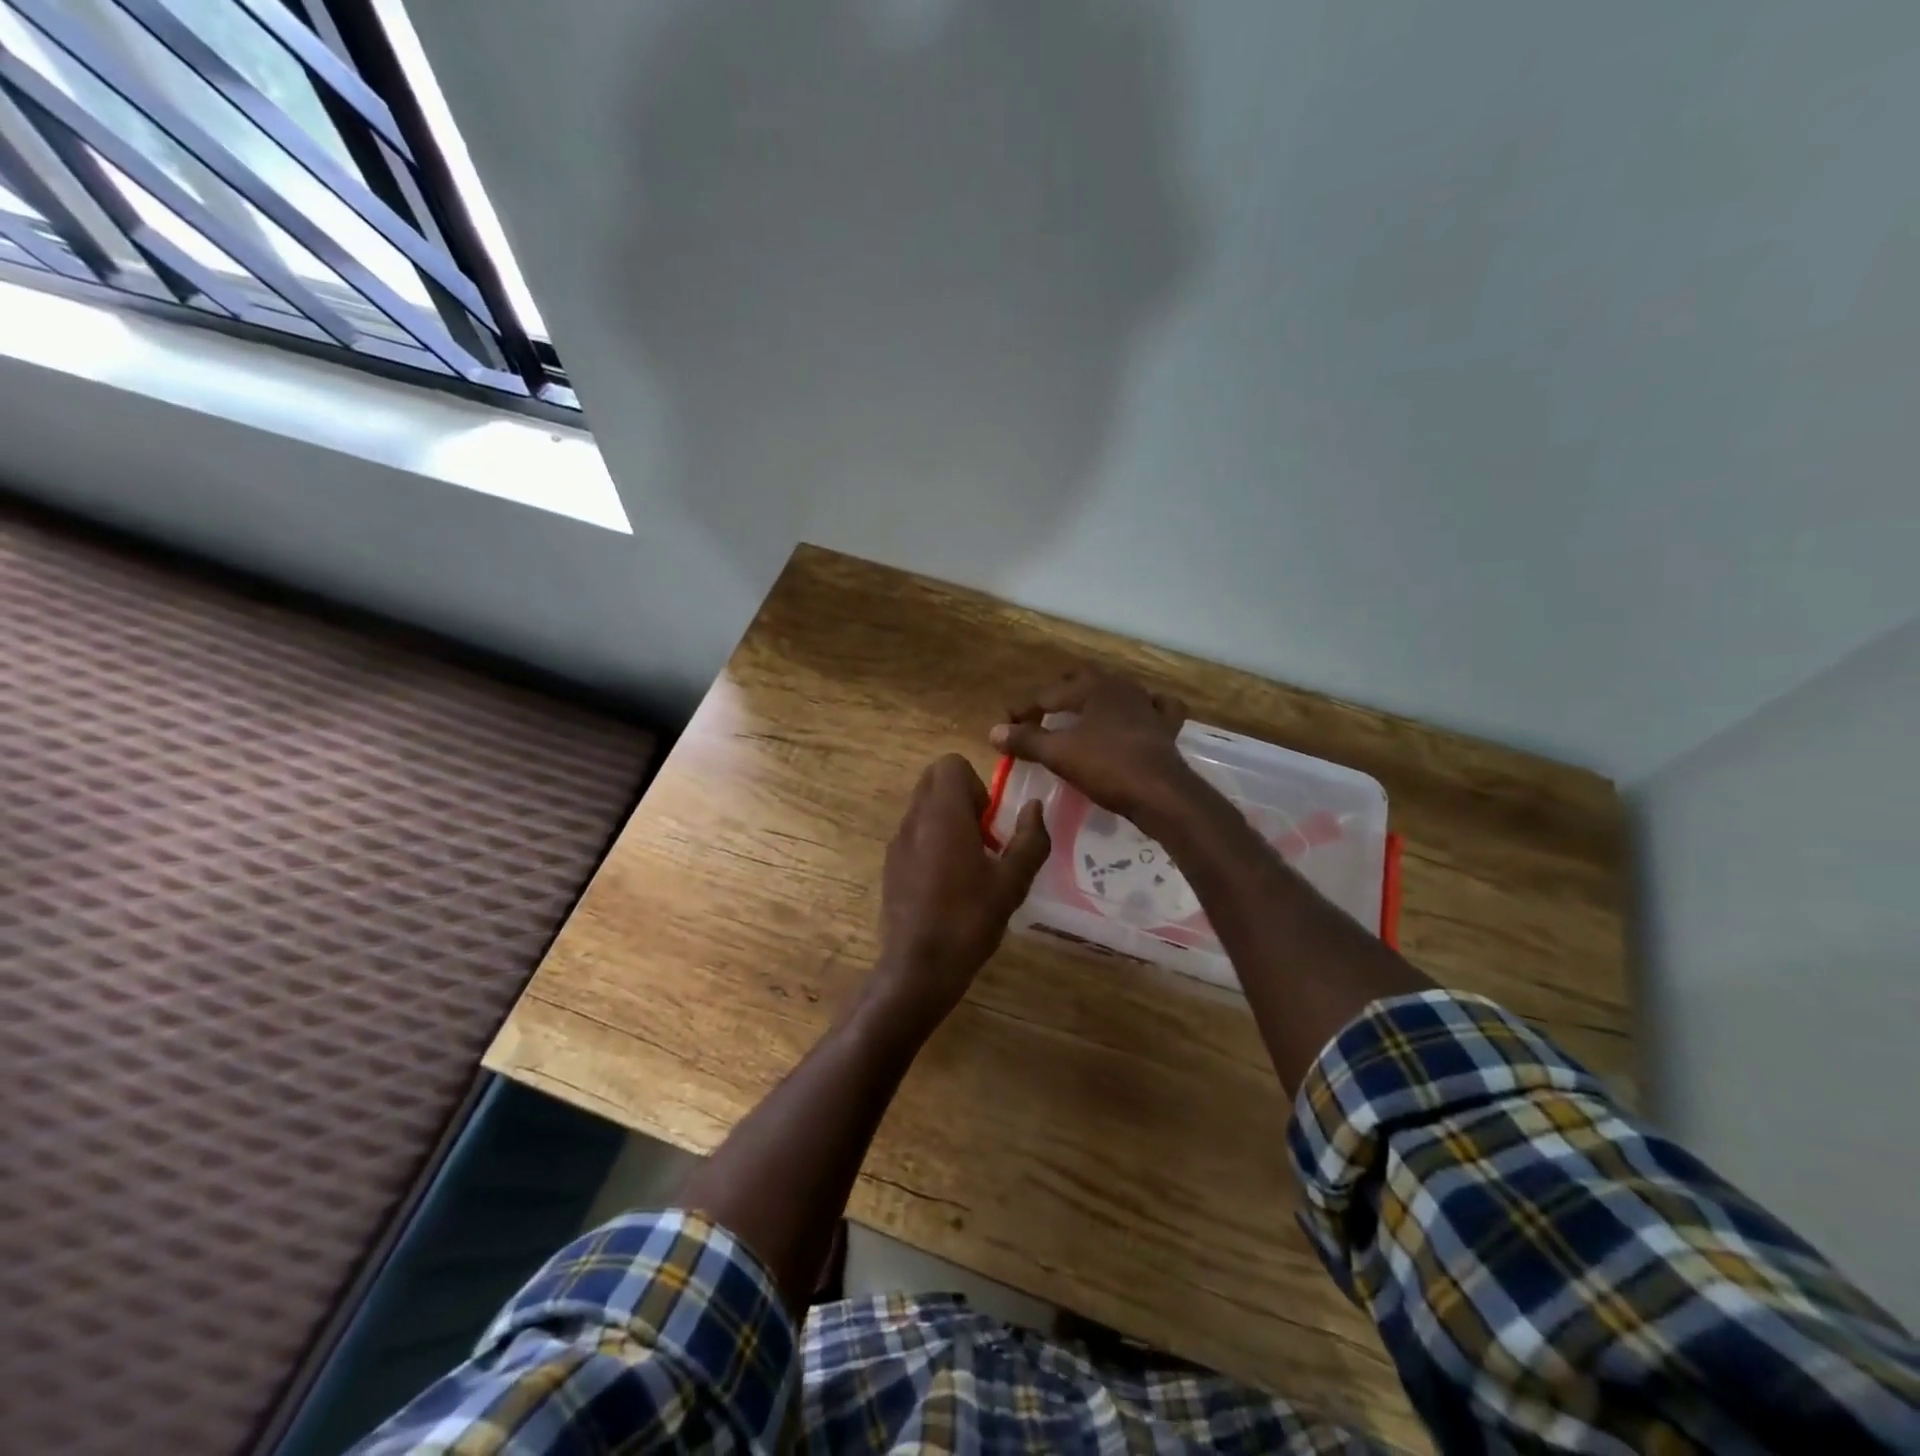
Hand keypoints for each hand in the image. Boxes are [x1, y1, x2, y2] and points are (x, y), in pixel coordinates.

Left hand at [869, 755, 1049, 1039]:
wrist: (918, 967)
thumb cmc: (969, 919)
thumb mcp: (1012, 882)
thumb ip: (1030, 839)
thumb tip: (1033, 808)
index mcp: (942, 813)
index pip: (950, 763)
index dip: (976, 784)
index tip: (989, 821)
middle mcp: (914, 818)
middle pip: (934, 780)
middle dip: (962, 798)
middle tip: (983, 837)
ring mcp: (897, 841)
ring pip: (923, 807)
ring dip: (948, 820)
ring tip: (970, 863)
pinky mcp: (890, 864)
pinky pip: (914, 833)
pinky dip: (933, 841)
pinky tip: (949, 883)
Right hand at [989, 667, 1194, 820]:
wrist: (1161, 793)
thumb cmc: (1106, 767)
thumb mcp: (1058, 754)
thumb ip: (1026, 740)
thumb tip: (995, 731)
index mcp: (1093, 687)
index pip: (1047, 693)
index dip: (1023, 709)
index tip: (1004, 726)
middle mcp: (1121, 687)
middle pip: (1082, 681)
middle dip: (1058, 694)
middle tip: (1039, 715)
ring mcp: (1147, 705)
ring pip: (1116, 691)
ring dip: (1095, 700)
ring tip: (1080, 717)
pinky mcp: (1166, 728)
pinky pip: (1155, 709)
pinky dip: (1143, 710)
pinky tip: (1138, 718)